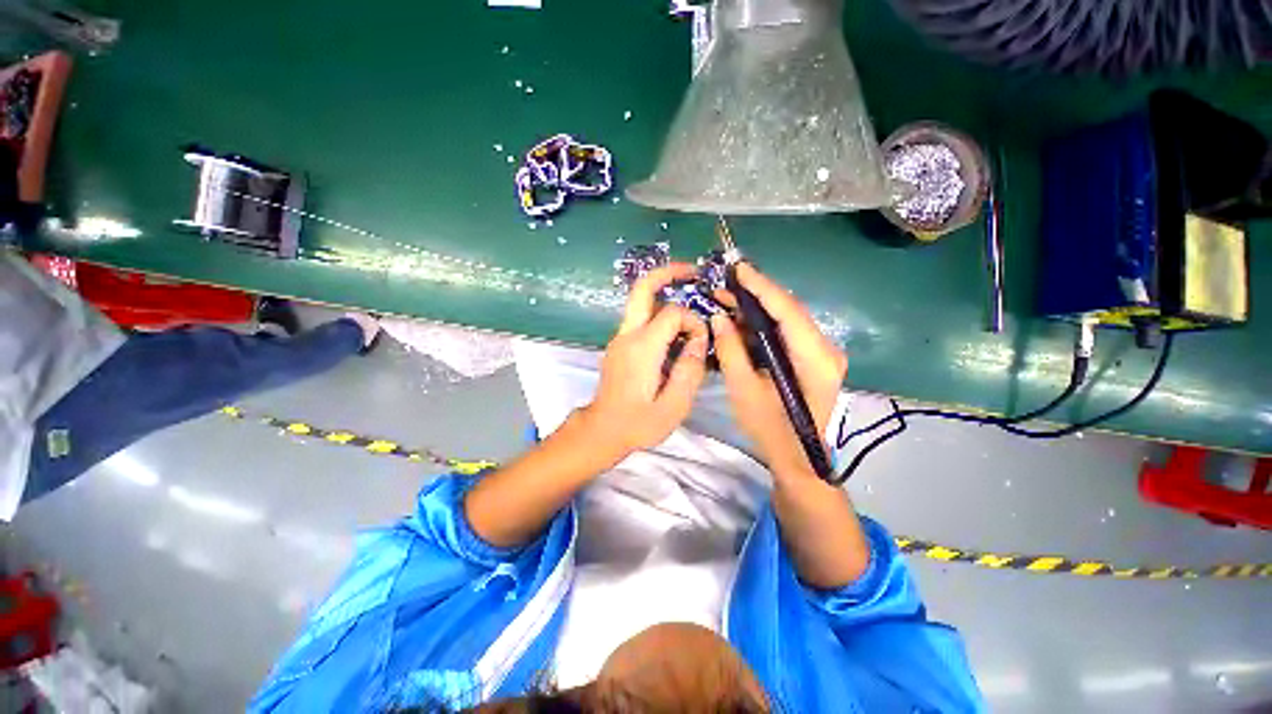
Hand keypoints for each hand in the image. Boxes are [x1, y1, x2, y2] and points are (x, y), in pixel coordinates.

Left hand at [580, 264, 709, 457]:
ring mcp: (620, 338)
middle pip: (642, 288)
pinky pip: (640, 318)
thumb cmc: (638, 423)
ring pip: (640, 301)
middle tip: (694, 272)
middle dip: (668, 273)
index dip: (693, 321)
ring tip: (690, 299)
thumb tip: (699, 340)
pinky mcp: (619, 345)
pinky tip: (675, 329)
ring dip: (664, 293)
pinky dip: (659, 312)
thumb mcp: (673, 406)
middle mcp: (627, 335)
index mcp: (642, 348)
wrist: (602, 431)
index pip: (672, 313)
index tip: (700, 343)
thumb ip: (690, 371)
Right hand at [711, 263, 846, 479]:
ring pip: (788, 320)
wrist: (796, 458)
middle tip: (726, 282)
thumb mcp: (743, 389)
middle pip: (790, 311)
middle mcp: (826, 349)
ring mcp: (822, 354)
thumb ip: (731, 350)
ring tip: (727, 298)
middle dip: (756, 294)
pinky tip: (742, 319)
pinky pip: (787, 333)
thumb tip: (719, 317)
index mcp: (815, 358)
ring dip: (758, 308)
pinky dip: (764, 324)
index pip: (788, 311)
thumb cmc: (770, 429)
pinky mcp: (813, 359)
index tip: (738, 268)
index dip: (761, 286)